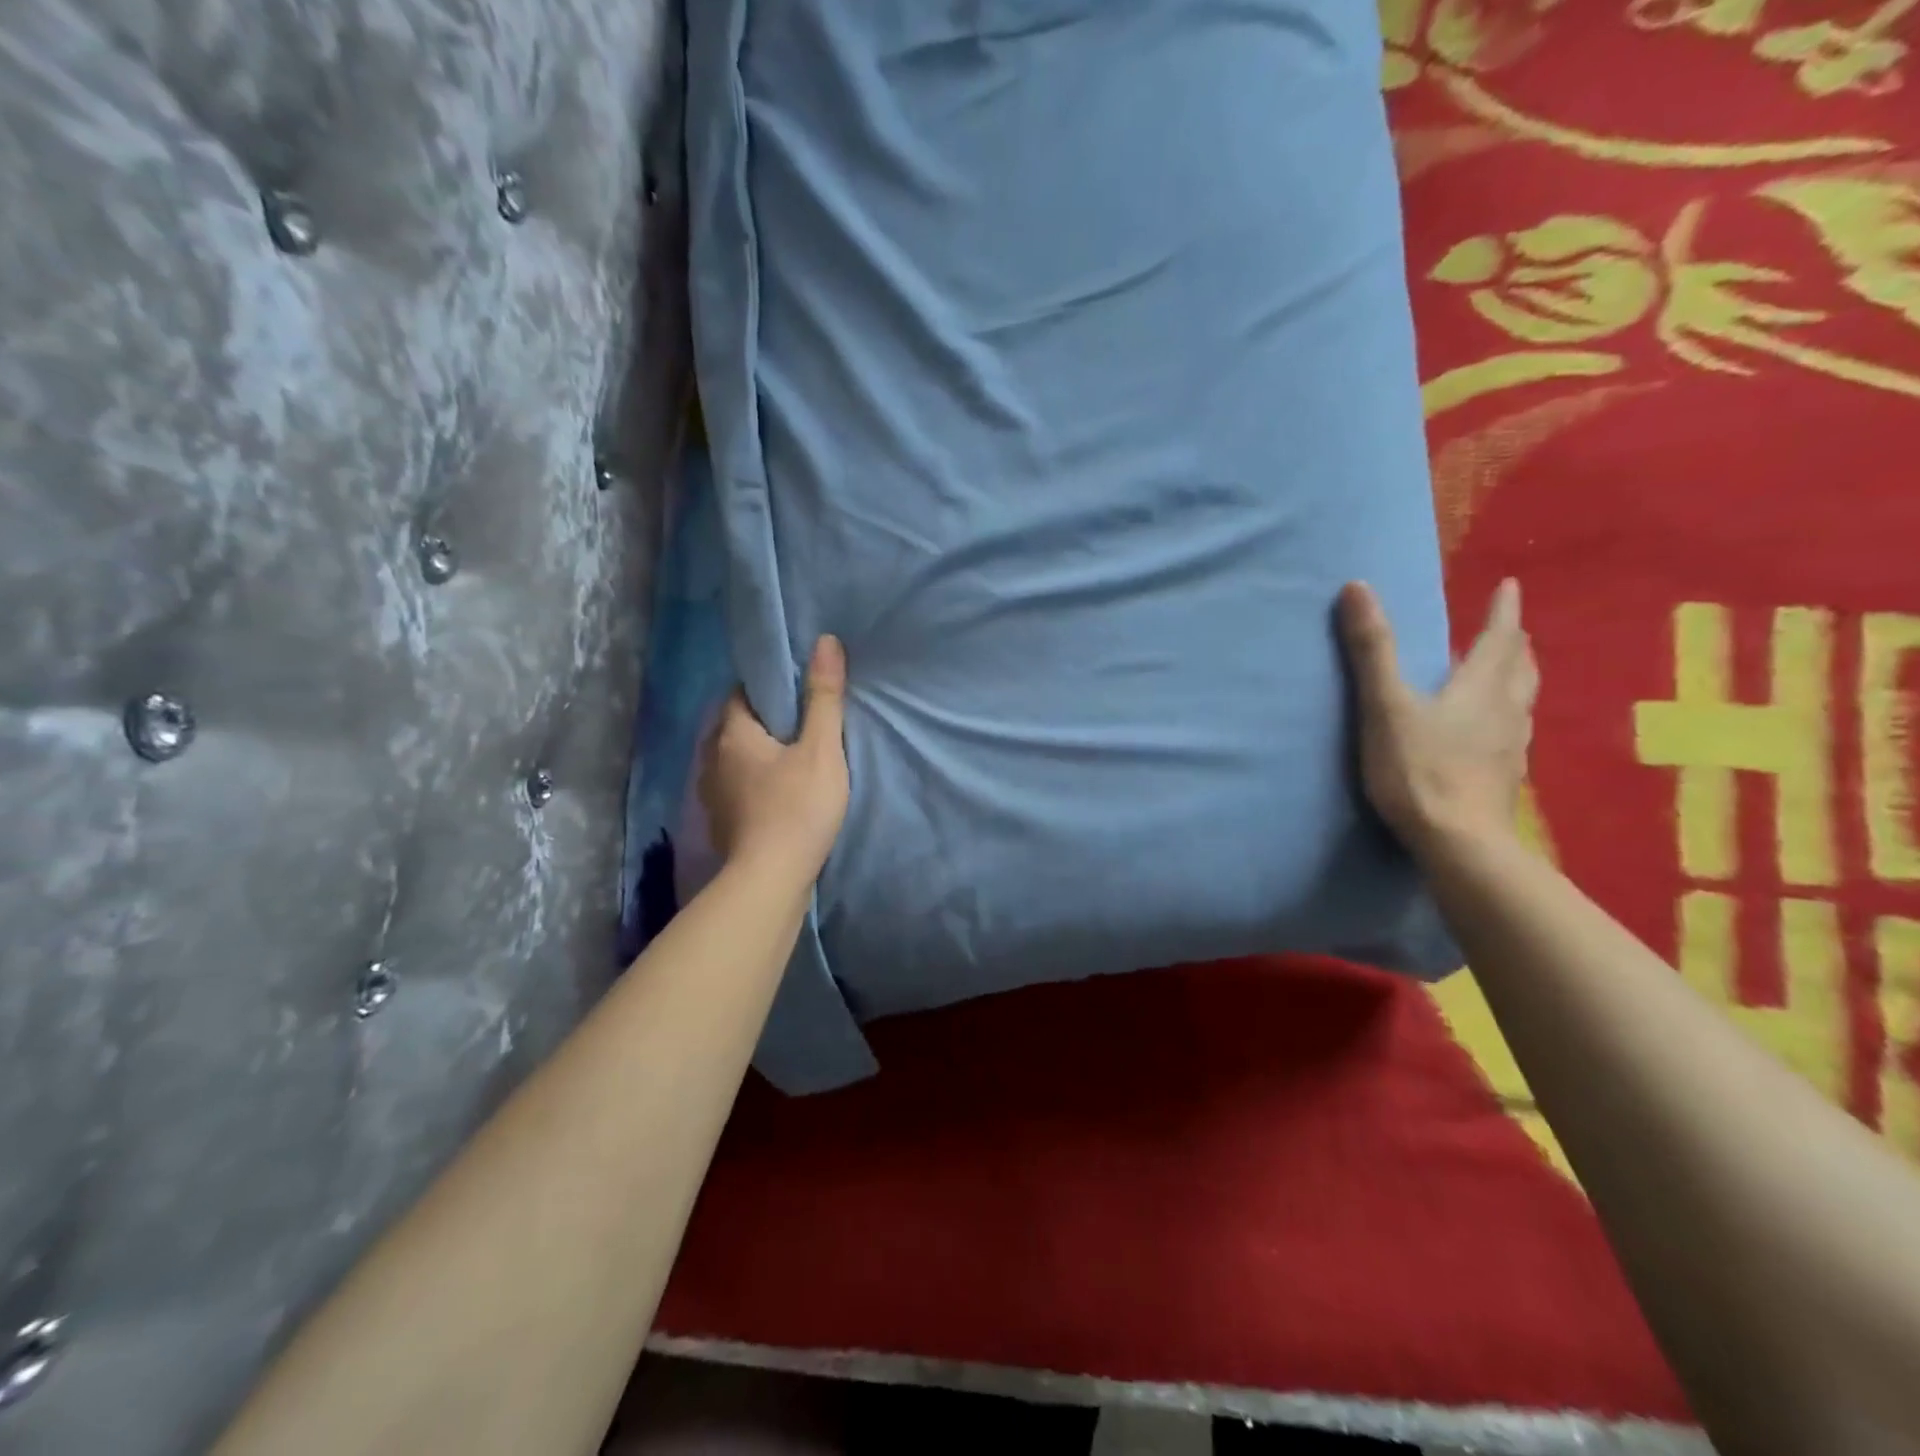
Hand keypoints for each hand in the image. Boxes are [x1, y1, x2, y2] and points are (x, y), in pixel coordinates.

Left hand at [699, 636, 850, 883]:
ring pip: (733, 759)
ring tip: (791, 758)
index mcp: (732, 733)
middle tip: (801, 724)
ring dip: (756, 754)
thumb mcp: (821, 749)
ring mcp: (711, 794)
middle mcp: (711, 758)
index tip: (798, 692)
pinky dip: (753, 783)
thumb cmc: (797, 808)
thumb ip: (824, 697)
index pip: (742, 693)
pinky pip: (735, 788)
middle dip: (764, 721)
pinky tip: (776, 793)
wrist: (769, 880)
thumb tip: (826, 641)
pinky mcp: (721, 823)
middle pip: (735, 726)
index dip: (769, 688)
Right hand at [1337, 579, 1537, 855]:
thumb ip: (1372, 650)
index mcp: (1481, 688)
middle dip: (1512, 644)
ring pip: (1522, 702)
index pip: (1499, 638)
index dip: (1503, 610)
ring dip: (1515, 680)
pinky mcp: (1504, 779)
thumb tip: (1358, 587)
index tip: (1510, 585)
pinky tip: (1490, 734)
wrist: (1459, 843)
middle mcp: (1507, 712)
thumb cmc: (1419, 770)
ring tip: (1502, 675)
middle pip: (1519, 668)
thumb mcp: (1385, 706)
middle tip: (1506, 630)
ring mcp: (1511, 749)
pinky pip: (1512, 734)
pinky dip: (1505, 718)